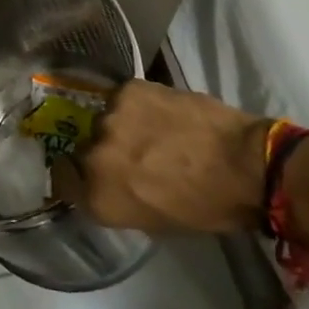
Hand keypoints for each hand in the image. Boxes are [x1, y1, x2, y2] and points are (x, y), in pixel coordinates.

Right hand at [52, 79, 269, 234]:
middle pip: (84, 147)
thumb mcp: (153, 219)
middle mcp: (93, 155)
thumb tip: (108, 180)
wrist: (245, 164)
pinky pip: (122, 98)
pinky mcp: (128, 89)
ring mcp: (109, 117)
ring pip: (104, 119)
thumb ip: (117, 197)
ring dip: (121, 125)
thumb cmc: (206, 207)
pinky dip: (136, 105)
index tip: (93, 174)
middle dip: (104, 150)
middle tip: (133, 153)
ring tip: (152, 130)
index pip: (62, 180)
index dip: (75, 176)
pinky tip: (161, 112)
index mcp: (98, 196)